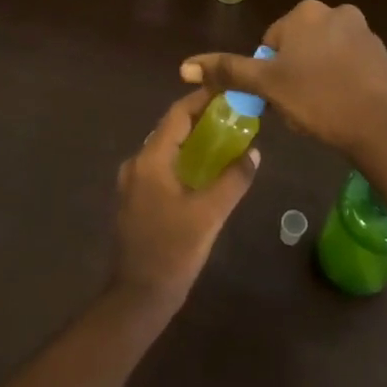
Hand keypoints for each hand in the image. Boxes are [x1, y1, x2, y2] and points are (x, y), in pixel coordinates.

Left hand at [111, 90, 260, 308]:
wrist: (138, 297)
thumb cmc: (172, 252)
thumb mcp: (209, 214)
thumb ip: (233, 180)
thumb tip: (253, 153)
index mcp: (150, 161)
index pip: (177, 115)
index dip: (202, 99)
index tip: (229, 90)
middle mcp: (136, 164)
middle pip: (171, 130)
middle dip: (202, 119)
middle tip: (235, 115)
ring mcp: (133, 184)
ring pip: (167, 150)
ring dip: (194, 141)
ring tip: (226, 138)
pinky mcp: (136, 200)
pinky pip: (163, 168)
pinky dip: (185, 161)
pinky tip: (207, 171)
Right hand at [180, 0, 386, 156]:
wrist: (382, 125)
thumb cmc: (318, 99)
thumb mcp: (267, 86)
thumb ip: (228, 71)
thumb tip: (184, 66)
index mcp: (306, 12)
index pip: (271, 42)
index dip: (268, 73)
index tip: (277, 97)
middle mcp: (337, 12)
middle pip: (298, 47)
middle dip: (293, 74)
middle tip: (296, 106)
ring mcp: (365, 32)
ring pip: (324, 57)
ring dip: (316, 78)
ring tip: (320, 110)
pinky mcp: (383, 55)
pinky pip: (350, 66)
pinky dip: (342, 83)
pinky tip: (343, 107)